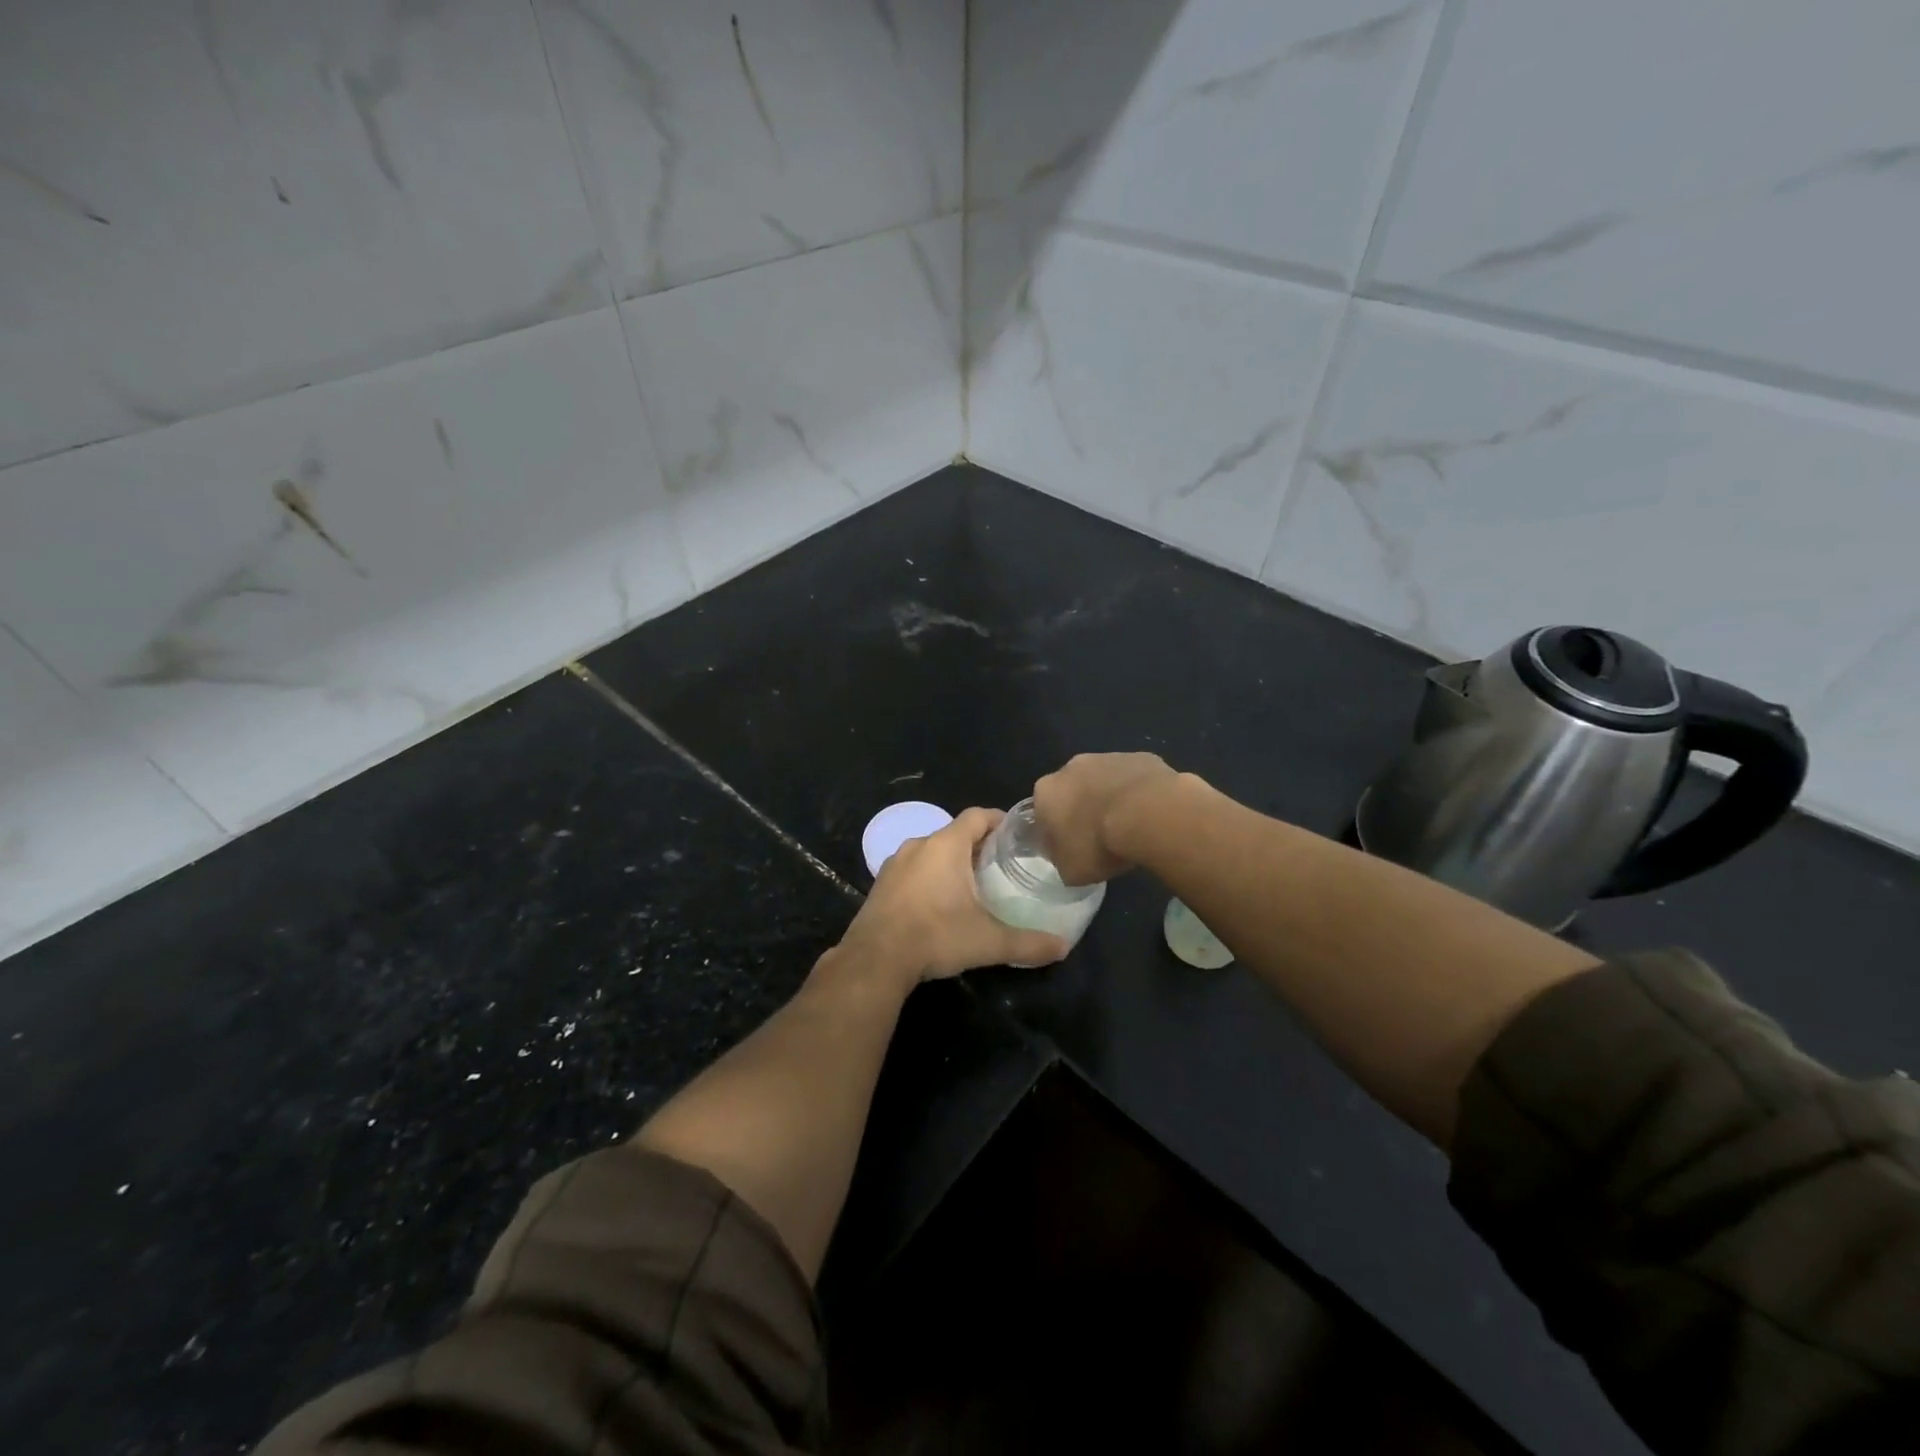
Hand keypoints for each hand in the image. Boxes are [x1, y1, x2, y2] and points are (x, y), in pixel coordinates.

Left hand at [835, 808, 1069, 987]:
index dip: (999, 820)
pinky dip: (929, 877)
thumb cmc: (937, 936)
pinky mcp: (881, 884)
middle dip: (978, 845)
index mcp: (946, 845)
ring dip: (951, 861)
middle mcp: (919, 845)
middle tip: (1000, 865)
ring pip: (931, 851)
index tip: (1016, 835)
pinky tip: (939, 903)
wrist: (875, 959)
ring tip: (972, 884)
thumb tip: (1063, 947)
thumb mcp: (989, 941)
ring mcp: (895, 863)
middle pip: (955, 833)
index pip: (978, 816)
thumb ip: (1028, 943)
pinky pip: (913, 869)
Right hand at [1033, 752, 1180, 884]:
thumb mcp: (1070, 870)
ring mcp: (1108, 757)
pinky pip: (1134, 778)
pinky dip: (1140, 793)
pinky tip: (1151, 814)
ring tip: (1130, 827)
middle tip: (1100, 837)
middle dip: (1083, 809)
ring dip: (1111, 798)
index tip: (1072, 849)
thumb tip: (1068, 856)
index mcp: (1046, 792)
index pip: (1042, 812)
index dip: (1056, 831)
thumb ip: (1062, 859)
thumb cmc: (1099, 844)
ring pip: (1104, 780)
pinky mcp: (1140, 757)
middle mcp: (1071, 768)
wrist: (1147, 815)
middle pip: (1073, 790)